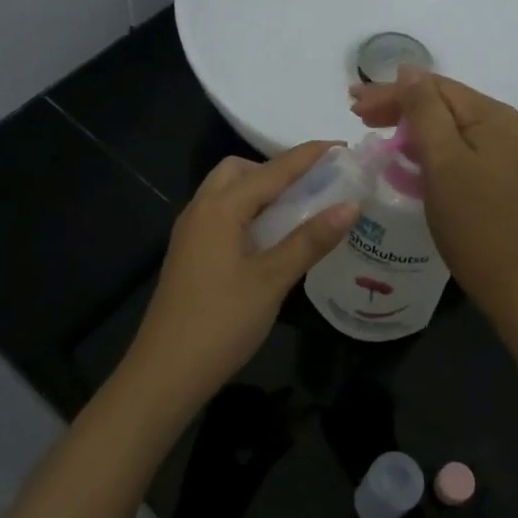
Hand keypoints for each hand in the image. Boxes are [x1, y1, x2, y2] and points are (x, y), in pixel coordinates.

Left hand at [121, 143, 357, 420]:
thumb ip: (310, 240)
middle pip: (239, 171)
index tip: (341, 146)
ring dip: (258, 191)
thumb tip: (350, 205)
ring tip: (295, 211)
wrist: (166, 371)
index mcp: (220, 208)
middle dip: (275, 170)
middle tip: (311, 187)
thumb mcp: (272, 279)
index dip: (308, 156)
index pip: (272, 171)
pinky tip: (267, 238)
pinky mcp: (188, 253)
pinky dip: (246, 212)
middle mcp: (200, 209)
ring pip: (225, 192)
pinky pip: (219, 215)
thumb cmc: (222, 322)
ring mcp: (190, 232)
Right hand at [350, 69, 517, 314]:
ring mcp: (493, 148)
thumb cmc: (470, 219)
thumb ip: (424, 111)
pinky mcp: (484, 169)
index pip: (434, 88)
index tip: (352, 103)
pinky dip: (419, 142)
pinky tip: (397, 147)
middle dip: (396, 103)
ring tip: (368, 123)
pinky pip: (446, 143)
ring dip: (404, 121)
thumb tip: (407, 69)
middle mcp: (498, 124)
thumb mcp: (443, 160)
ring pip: (440, 122)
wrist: (503, 276)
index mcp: (492, 116)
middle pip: (438, 102)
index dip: (392, 92)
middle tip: (354, 110)